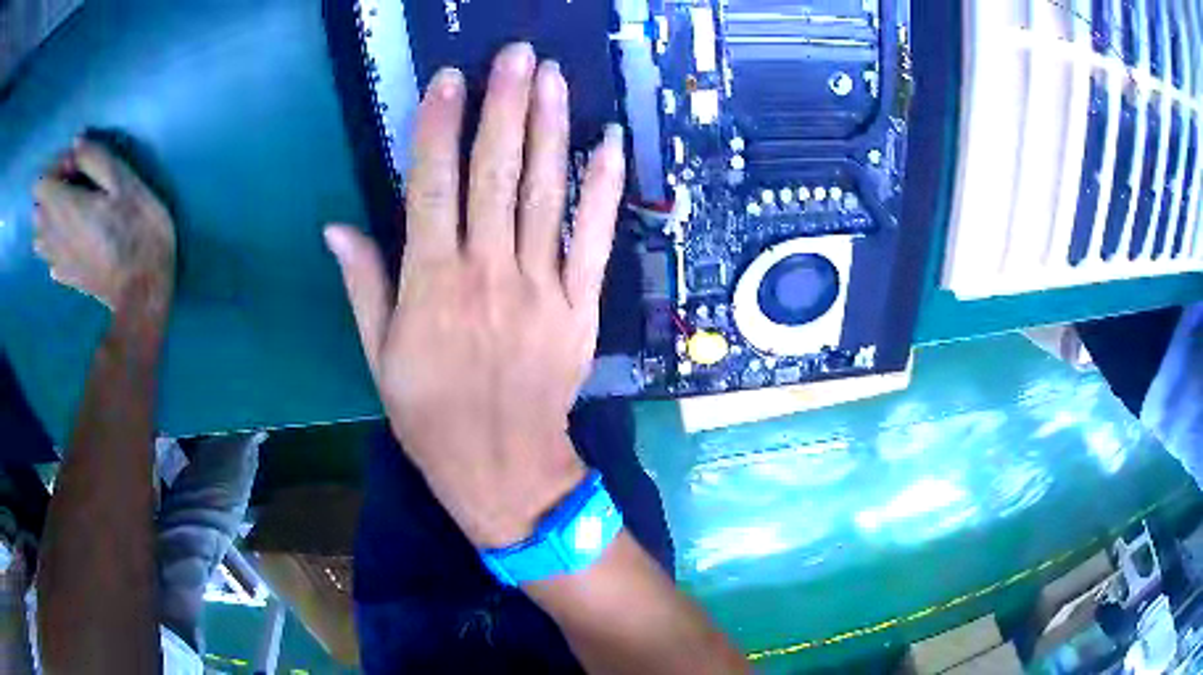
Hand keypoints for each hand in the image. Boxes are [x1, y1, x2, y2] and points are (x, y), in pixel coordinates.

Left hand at [33, 138, 175, 311]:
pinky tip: (72, 241)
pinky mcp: (65, 277)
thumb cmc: (137, 229)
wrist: (142, 290)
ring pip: (38, 237)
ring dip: (50, 220)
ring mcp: (57, 260)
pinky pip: (49, 258)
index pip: (41, 184)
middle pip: (37, 210)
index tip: (76, 166)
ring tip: (73, 213)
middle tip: (76, 187)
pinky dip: (54, 245)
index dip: (56, 168)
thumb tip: (77, 141)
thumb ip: (95, 157)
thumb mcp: (124, 181)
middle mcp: (53, 235)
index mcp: (65, 206)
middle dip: (51, 192)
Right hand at [325, 43, 624, 547]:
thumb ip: (364, 286)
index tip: (449, 79)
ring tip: (553, 78)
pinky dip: (603, 188)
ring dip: (550, 129)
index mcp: (430, 286)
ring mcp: (541, 286)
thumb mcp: (380, 359)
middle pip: (496, 174)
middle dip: (505, 106)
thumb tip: (338, 226)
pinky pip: (594, 239)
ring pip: (545, 193)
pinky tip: (608, 142)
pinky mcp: (579, 305)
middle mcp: (487, 273)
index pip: (432, 186)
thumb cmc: (431, 420)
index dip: (438, 127)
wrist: (504, 470)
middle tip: (516, 55)